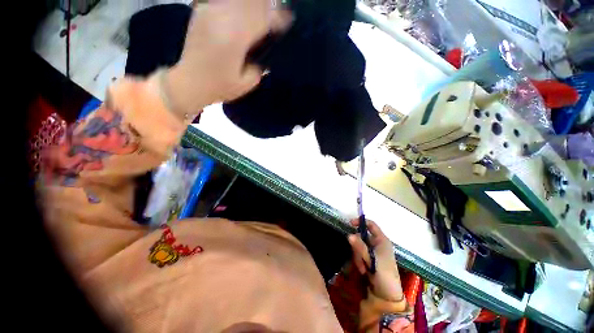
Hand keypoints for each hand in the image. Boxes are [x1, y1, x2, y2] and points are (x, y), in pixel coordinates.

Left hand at [166, 0, 291, 116]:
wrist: (189, 82)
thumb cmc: (220, 87)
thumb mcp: (247, 83)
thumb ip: (260, 65)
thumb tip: (265, 53)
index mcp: (235, 37)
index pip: (262, 18)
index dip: (278, 18)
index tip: (288, 21)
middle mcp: (222, 18)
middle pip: (252, 3)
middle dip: (269, 6)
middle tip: (279, 13)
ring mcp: (210, 11)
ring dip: (255, 4)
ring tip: (263, 12)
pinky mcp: (202, 11)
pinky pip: (225, 0)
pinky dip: (239, 4)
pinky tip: (244, 11)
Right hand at [348, 219, 403, 301]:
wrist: (387, 294)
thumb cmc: (383, 273)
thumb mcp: (371, 259)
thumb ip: (360, 246)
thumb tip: (349, 235)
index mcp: (382, 240)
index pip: (371, 225)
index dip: (360, 222)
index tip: (350, 224)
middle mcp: (377, 244)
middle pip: (362, 237)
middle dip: (358, 247)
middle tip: (358, 257)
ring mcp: (373, 252)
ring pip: (359, 246)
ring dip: (358, 256)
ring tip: (362, 267)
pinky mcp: (370, 260)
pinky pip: (360, 255)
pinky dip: (359, 261)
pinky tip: (363, 270)